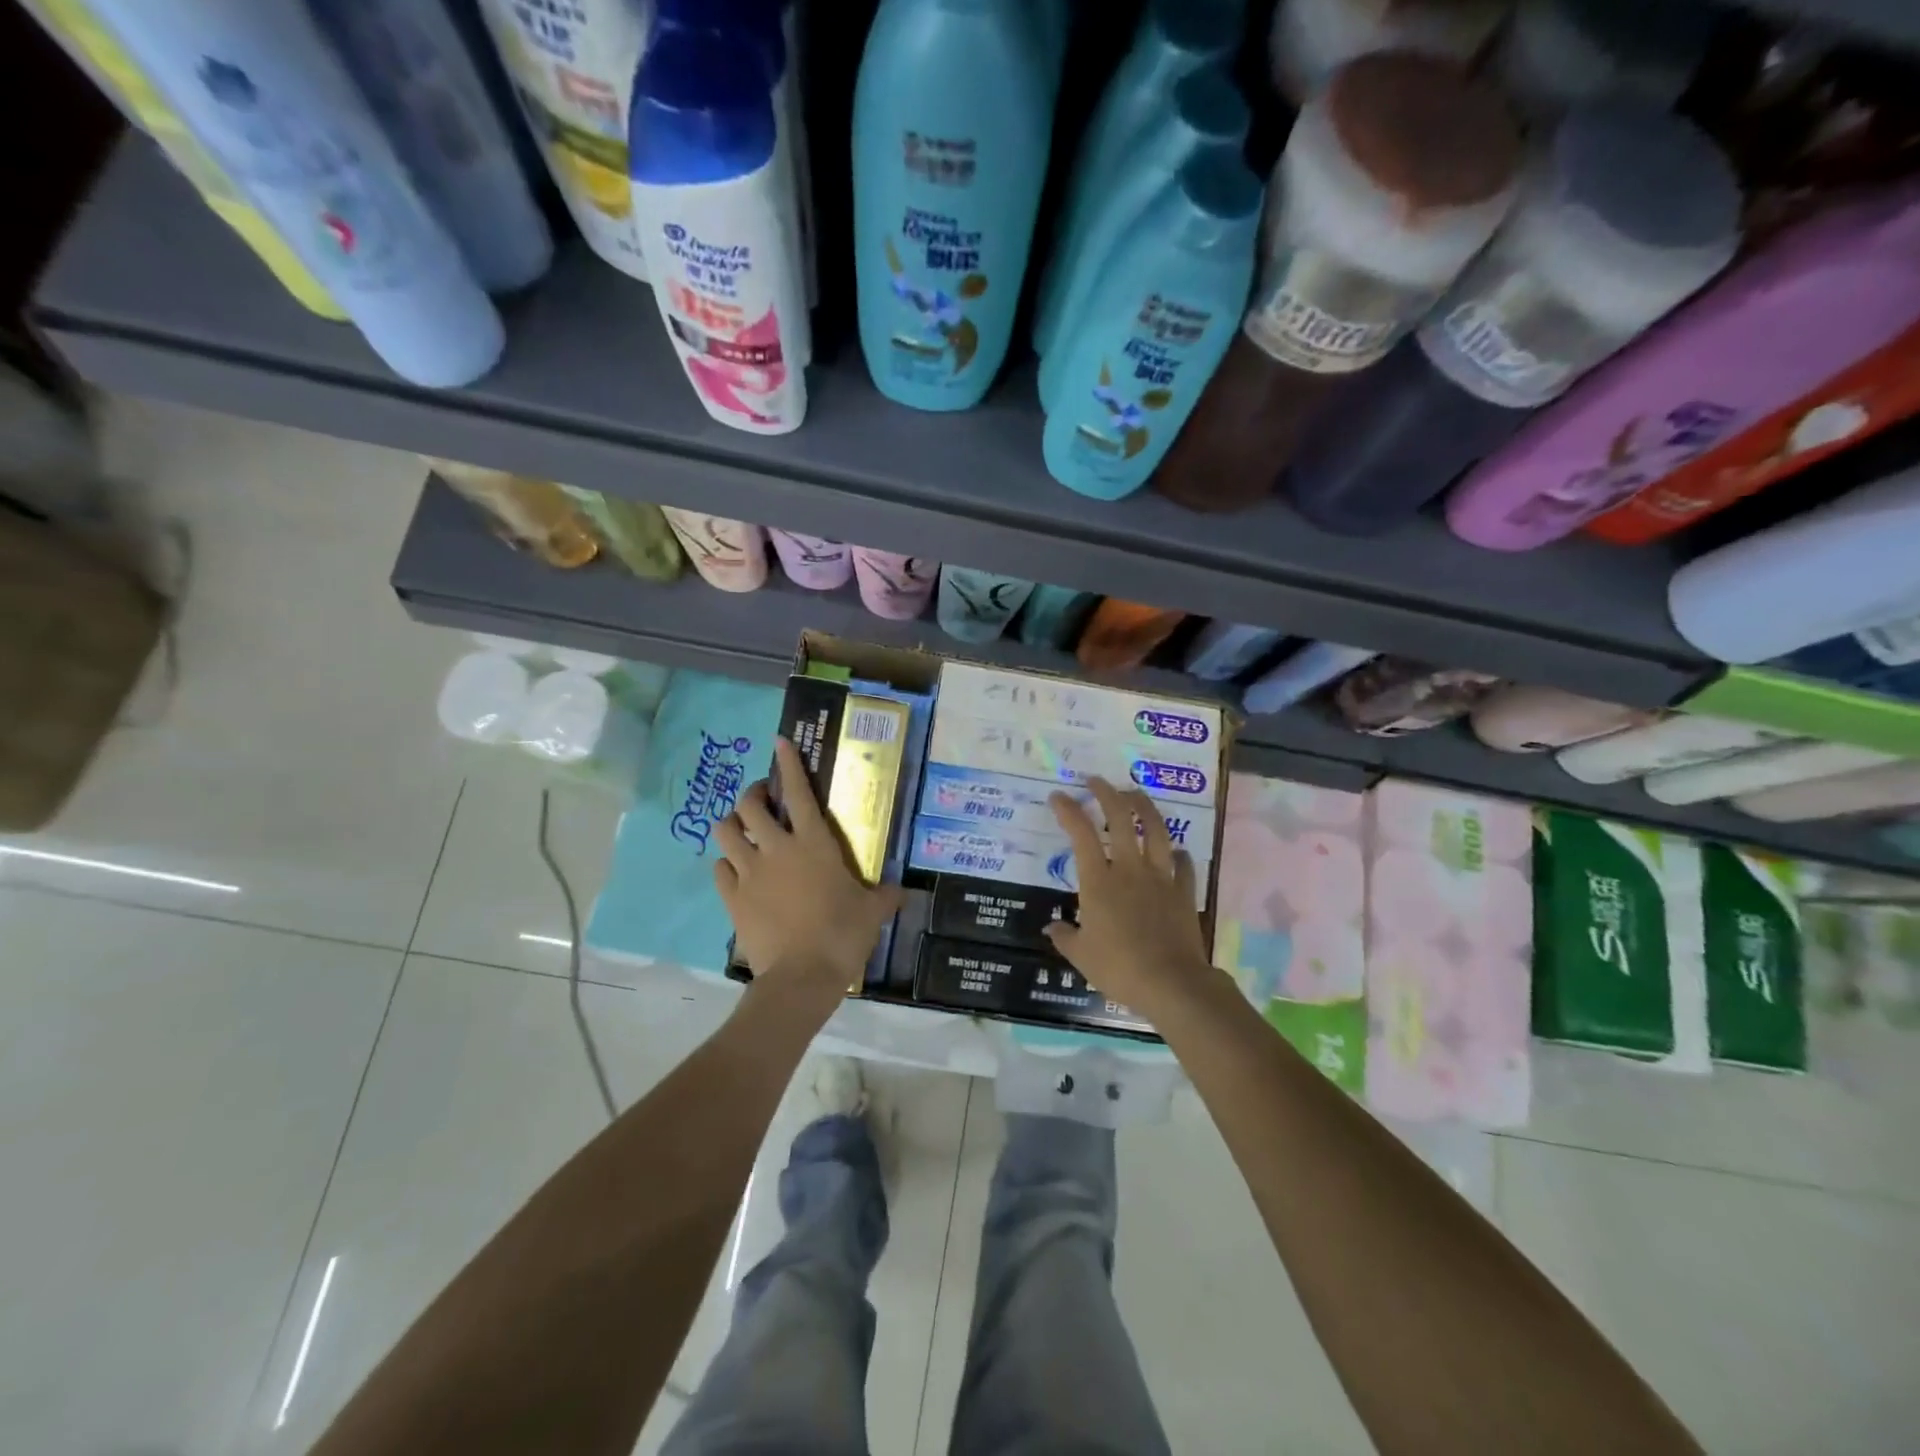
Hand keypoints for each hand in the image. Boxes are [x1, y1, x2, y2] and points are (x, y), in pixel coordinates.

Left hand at [715, 737, 903, 1004]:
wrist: (802, 976)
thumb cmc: (842, 934)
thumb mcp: (872, 912)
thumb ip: (885, 895)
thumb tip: (903, 892)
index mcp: (813, 843)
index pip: (799, 792)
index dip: (789, 763)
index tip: (780, 742)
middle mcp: (777, 848)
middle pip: (749, 805)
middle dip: (753, 794)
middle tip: (762, 798)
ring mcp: (749, 872)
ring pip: (725, 832)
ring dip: (732, 824)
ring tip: (741, 829)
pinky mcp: (732, 897)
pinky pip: (719, 868)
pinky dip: (725, 863)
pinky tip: (735, 869)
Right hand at [1044, 778, 1218, 1016]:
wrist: (1171, 983)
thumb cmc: (1118, 967)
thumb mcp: (1080, 956)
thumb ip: (1065, 937)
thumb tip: (1052, 926)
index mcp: (1099, 881)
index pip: (1081, 834)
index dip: (1069, 811)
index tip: (1059, 797)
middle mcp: (1129, 869)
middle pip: (1121, 818)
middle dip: (1107, 793)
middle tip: (1096, 781)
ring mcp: (1160, 877)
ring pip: (1156, 830)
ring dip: (1144, 807)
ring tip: (1135, 795)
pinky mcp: (1184, 892)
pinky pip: (1183, 864)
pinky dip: (1177, 853)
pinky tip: (1175, 850)